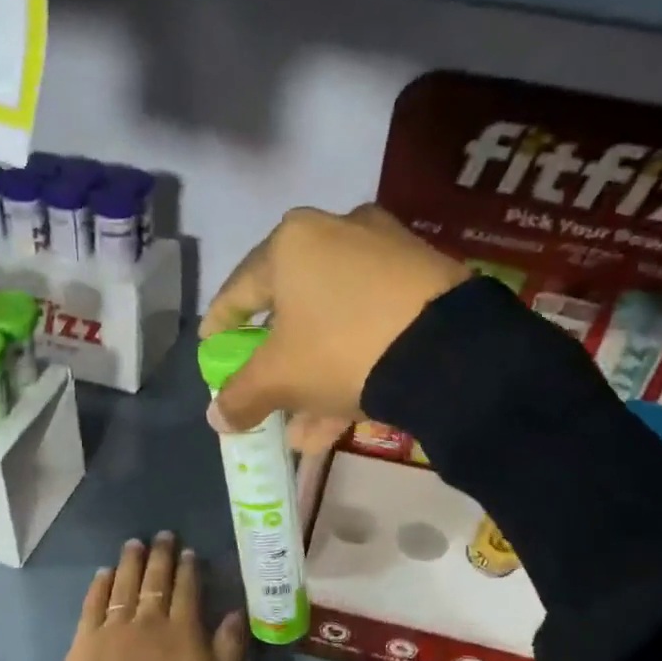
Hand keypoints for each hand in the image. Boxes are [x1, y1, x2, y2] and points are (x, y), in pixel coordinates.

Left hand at [59, 533, 246, 660]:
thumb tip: (236, 613)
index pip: (186, 590)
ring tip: (133, 544)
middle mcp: (149, 619)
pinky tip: (104, 573)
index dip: (187, 568)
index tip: (187, 551)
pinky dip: (100, 586)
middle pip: (155, 580)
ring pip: (124, 585)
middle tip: (162, 535)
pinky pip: (93, 605)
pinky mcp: (86, 641)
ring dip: (130, 563)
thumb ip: (229, 647)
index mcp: (182, 629)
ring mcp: (114, 627)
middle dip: (160, 556)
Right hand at [200, 204, 465, 452]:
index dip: (220, 325)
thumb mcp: (282, 378)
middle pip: (293, 307)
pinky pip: (372, 323)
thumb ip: (242, 396)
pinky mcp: (425, 277)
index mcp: (293, 243)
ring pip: (335, 321)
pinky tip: (341, 417)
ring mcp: (387, 252)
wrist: (449, 350)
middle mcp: (338, 233)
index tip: (212, 350)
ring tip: (303, 427)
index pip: (239, 289)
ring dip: (315, 375)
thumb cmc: (342, 349)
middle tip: (265, 391)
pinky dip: (353, 363)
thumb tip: (216, 418)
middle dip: (277, 362)